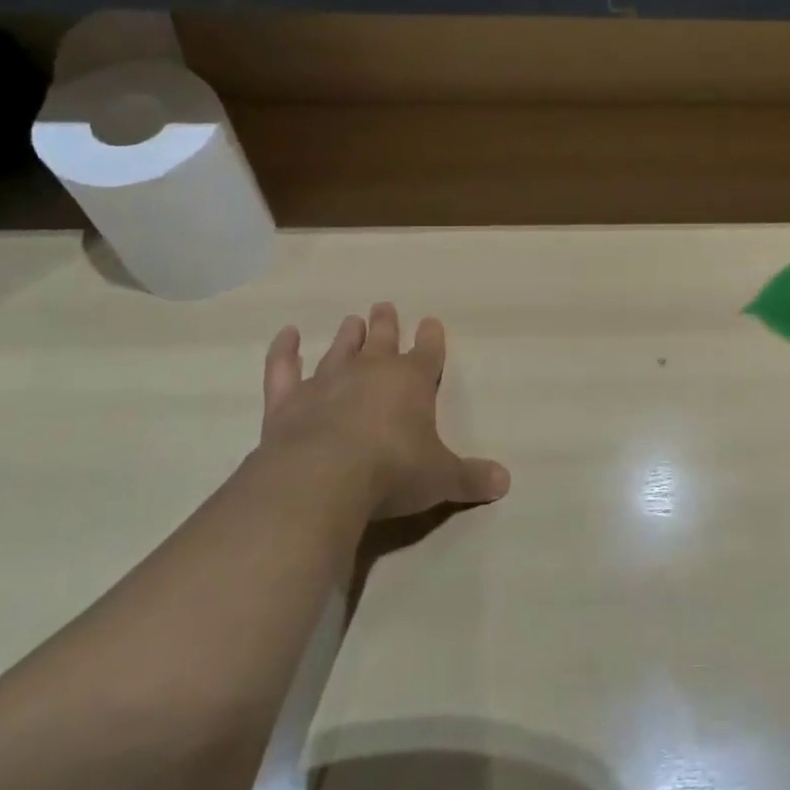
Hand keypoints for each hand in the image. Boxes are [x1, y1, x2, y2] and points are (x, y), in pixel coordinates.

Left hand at [255, 303, 509, 520]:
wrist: (324, 477)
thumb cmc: (393, 471)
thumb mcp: (441, 478)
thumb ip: (471, 478)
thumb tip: (505, 482)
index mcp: (412, 381)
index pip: (427, 352)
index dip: (431, 338)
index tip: (431, 322)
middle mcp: (370, 372)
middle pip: (382, 340)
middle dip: (386, 324)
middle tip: (384, 306)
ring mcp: (326, 382)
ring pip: (340, 349)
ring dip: (347, 335)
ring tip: (351, 320)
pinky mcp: (287, 401)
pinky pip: (283, 368)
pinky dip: (283, 350)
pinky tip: (286, 334)